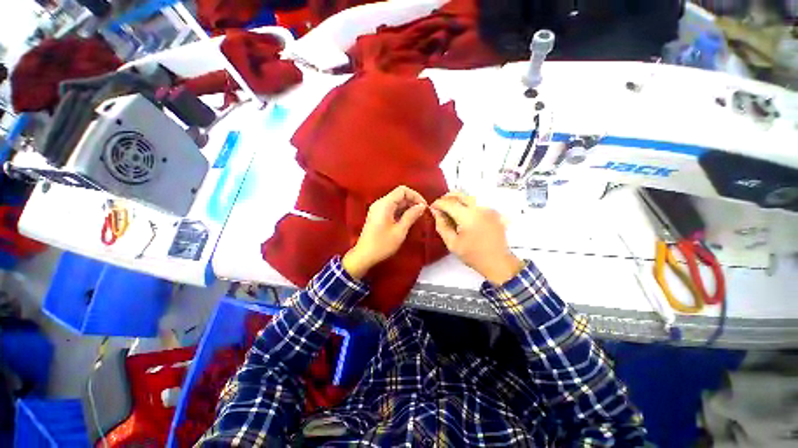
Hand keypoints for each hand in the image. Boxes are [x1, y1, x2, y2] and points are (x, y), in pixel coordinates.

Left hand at [343, 186, 427, 278]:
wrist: (364, 255)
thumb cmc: (383, 244)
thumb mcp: (400, 230)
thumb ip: (411, 216)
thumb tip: (422, 206)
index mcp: (385, 204)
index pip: (402, 190)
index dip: (415, 196)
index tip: (424, 206)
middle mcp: (380, 203)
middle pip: (399, 195)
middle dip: (412, 201)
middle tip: (422, 213)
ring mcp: (377, 209)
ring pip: (396, 202)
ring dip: (407, 207)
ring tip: (417, 217)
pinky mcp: (377, 215)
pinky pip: (391, 208)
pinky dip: (400, 211)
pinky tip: (407, 220)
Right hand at [430, 192, 523, 284]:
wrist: (498, 262)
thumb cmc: (473, 255)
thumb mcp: (452, 243)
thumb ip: (442, 225)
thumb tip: (435, 212)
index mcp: (468, 216)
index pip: (448, 203)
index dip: (438, 204)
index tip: (432, 208)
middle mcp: (479, 208)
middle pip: (460, 195)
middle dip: (447, 198)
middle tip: (440, 207)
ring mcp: (488, 209)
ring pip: (469, 197)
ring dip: (457, 200)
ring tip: (450, 210)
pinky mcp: (493, 212)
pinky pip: (477, 203)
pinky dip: (467, 205)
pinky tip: (463, 214)